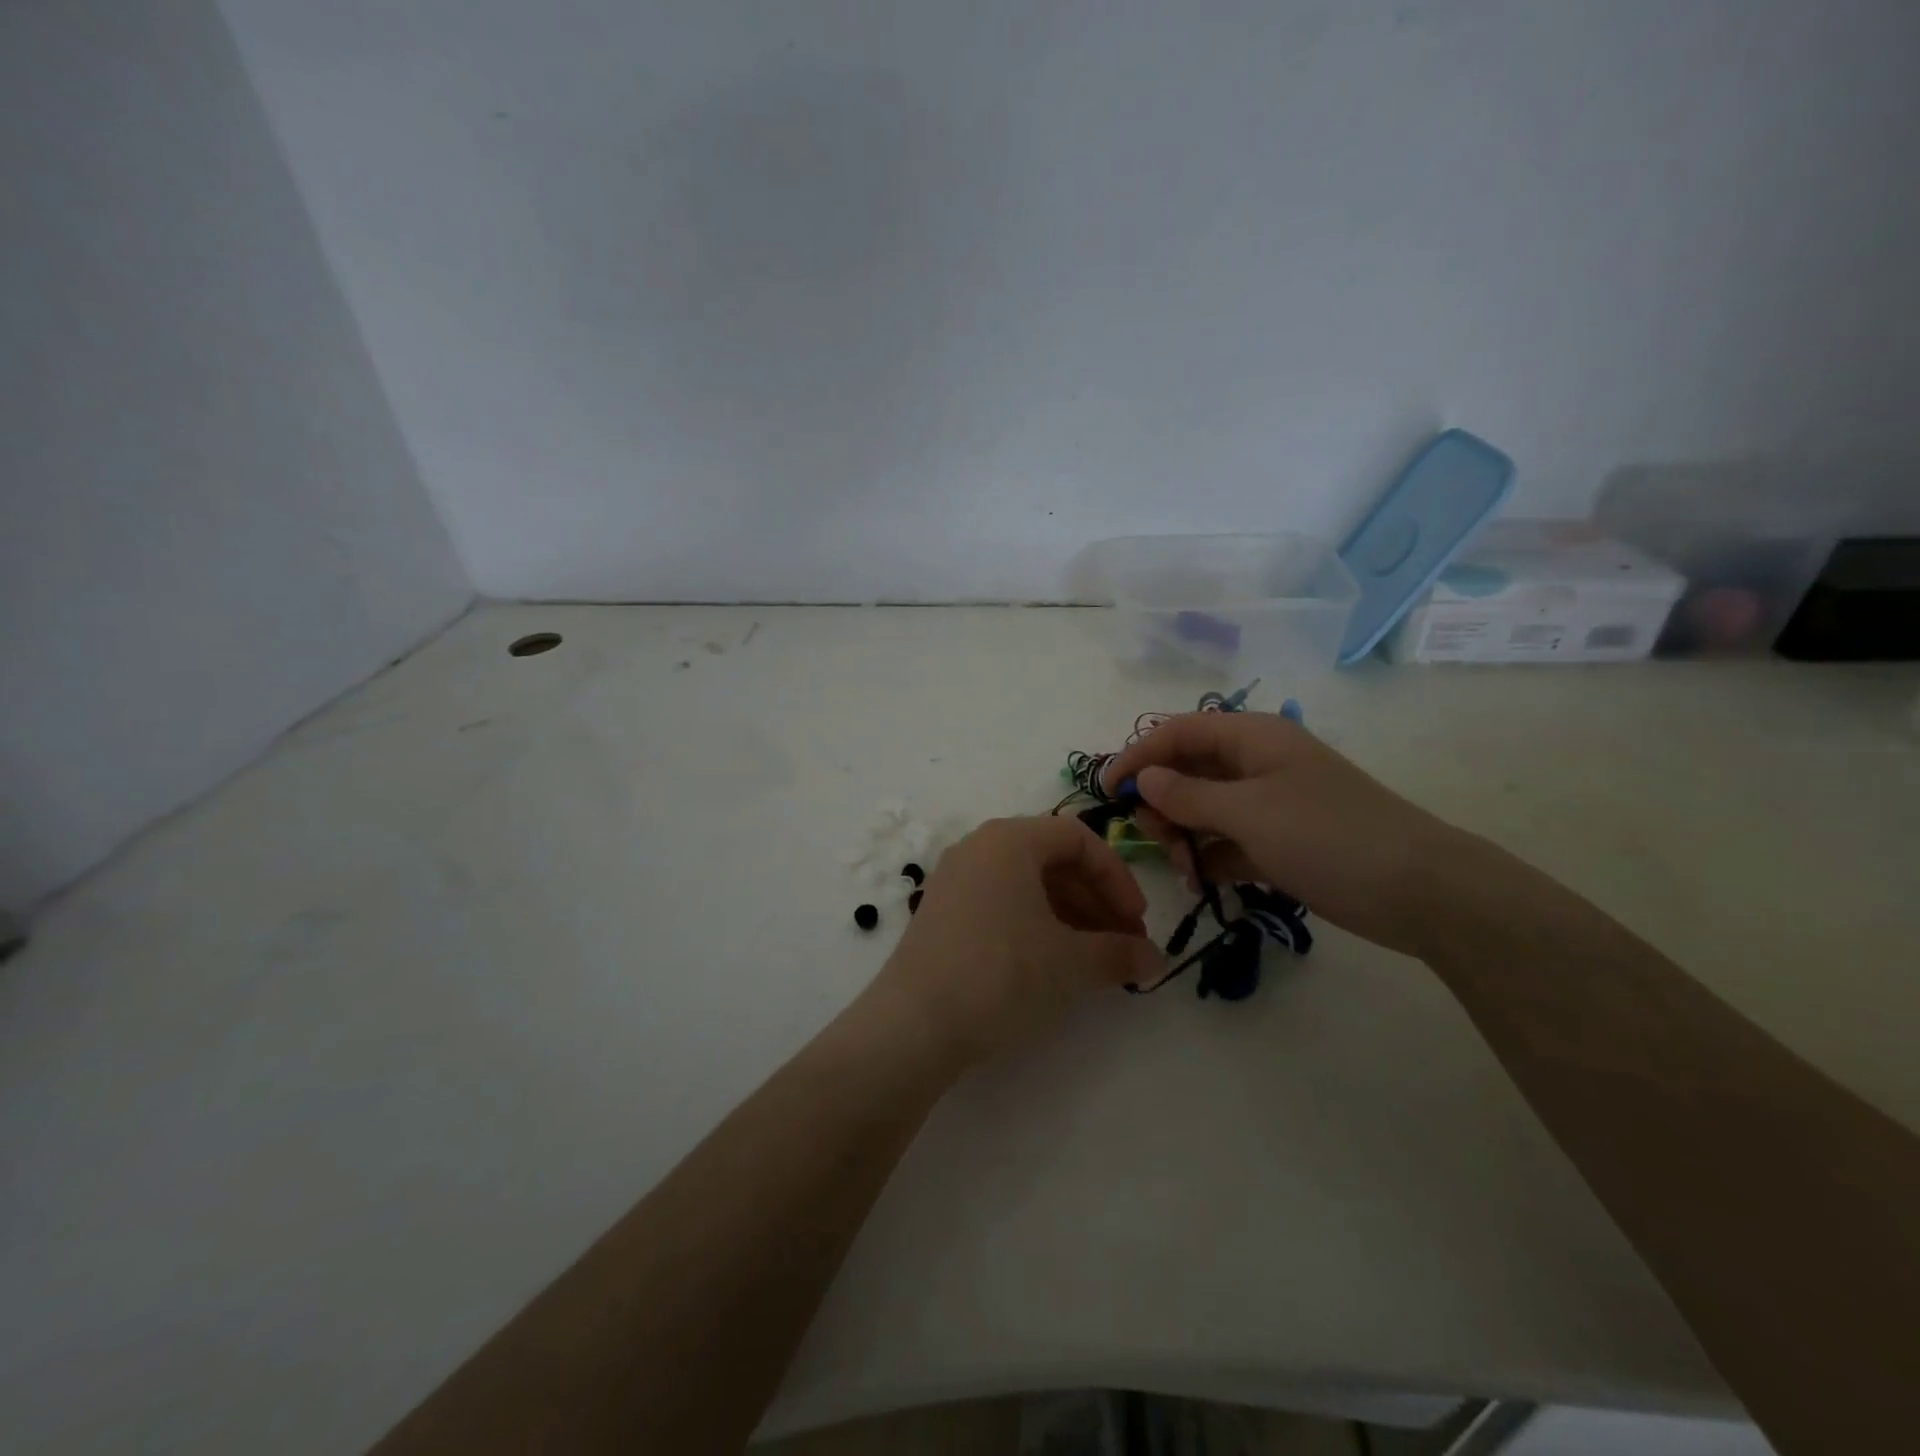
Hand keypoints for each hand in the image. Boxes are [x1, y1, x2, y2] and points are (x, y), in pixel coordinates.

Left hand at [862, 817, 1164, 1069]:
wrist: (914, 1024)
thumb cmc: (1001, 974)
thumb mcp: (1070, 963)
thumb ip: (1119, 954)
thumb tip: (1156, 960)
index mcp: (1009, 840)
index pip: (1078, 838)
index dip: (1117, 877)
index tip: (1137, 923)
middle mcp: (978, 848)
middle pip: (1051, 859)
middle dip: (1095, 900)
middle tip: (1122, 945)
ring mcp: (955, 880)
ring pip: (1026, 883)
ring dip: (1069, 915)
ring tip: (1093, 960)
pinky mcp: (942, 913)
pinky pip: (1000, 903)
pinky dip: (1034, 924)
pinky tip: (1051, 964)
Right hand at [1103, 712, 1473, 956]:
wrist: (1421, 891)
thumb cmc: (1328, 835)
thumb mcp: (1249, 812)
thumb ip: (1189, 795)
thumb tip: (1145, 778)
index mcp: (1252, 738)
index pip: (1179, 732)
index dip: (1139, 755)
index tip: (1107, 791)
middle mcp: (1258, 764)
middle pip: (1189, 770)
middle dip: (1162, 801)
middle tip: (1153, 837)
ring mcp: (1272, 804)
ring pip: (1206, 808)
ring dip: (1185, 834)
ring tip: (1183, 868)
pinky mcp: (1282, 841)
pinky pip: (1229, 841)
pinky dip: (1211, 857)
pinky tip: (1202, 882)